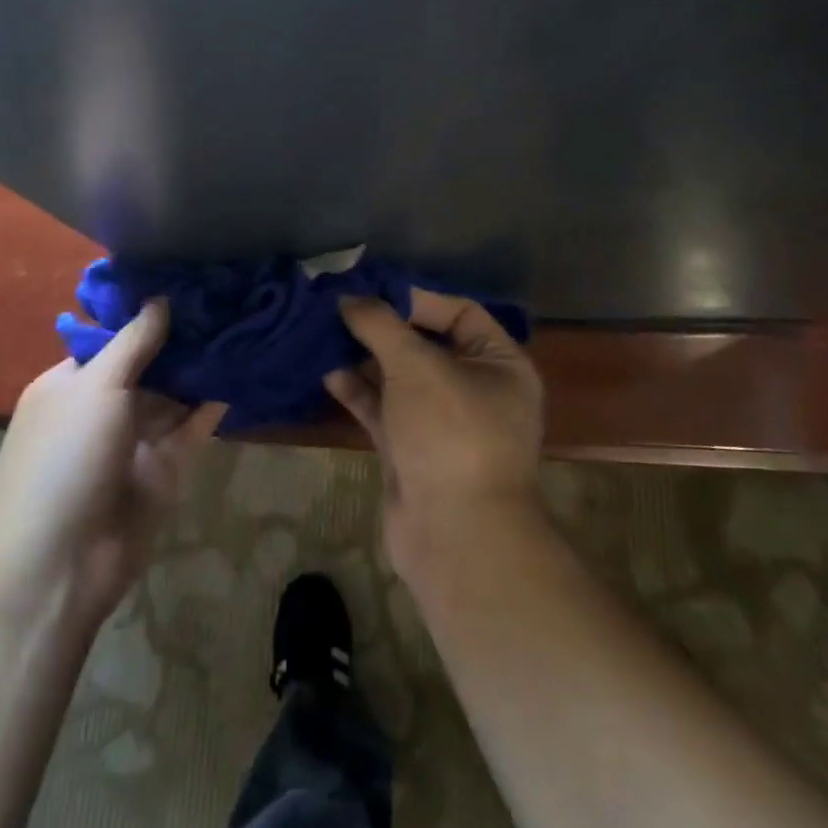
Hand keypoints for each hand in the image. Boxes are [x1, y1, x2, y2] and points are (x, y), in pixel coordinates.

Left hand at [0, 300, 225, 630]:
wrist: (57, 563)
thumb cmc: (64, 459)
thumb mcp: (95, 388)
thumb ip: (133, 342)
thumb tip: (160, 298)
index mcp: (71, 384)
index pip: (114, 338)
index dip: (149, 312)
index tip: (191, 282)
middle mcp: (101, 408)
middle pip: (149, 365)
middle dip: (183, 338)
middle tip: (229, 298)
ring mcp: (133, 441)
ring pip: (173, 396)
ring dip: (202, 369)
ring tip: (245, 326)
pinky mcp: (162, 469)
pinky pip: (192, 428)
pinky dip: (212, 406)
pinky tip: (241, 374)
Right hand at [323, 290, 544, 580]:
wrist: (455, 535)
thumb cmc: (450, 432)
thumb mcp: (417, 366)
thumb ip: (381, 326)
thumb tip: (350, 298)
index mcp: (501, 363)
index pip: (460, 312)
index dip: (416, 299)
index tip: (371, 291)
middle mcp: (478, 389)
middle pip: (427, 345)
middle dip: (384, 329)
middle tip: (340, 309)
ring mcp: (444, 424)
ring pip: (402, 379)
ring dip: (367, 359)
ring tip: (326, 337)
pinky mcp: (414, 452)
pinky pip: (386, 411)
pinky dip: (361, 393)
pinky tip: (329, 374)